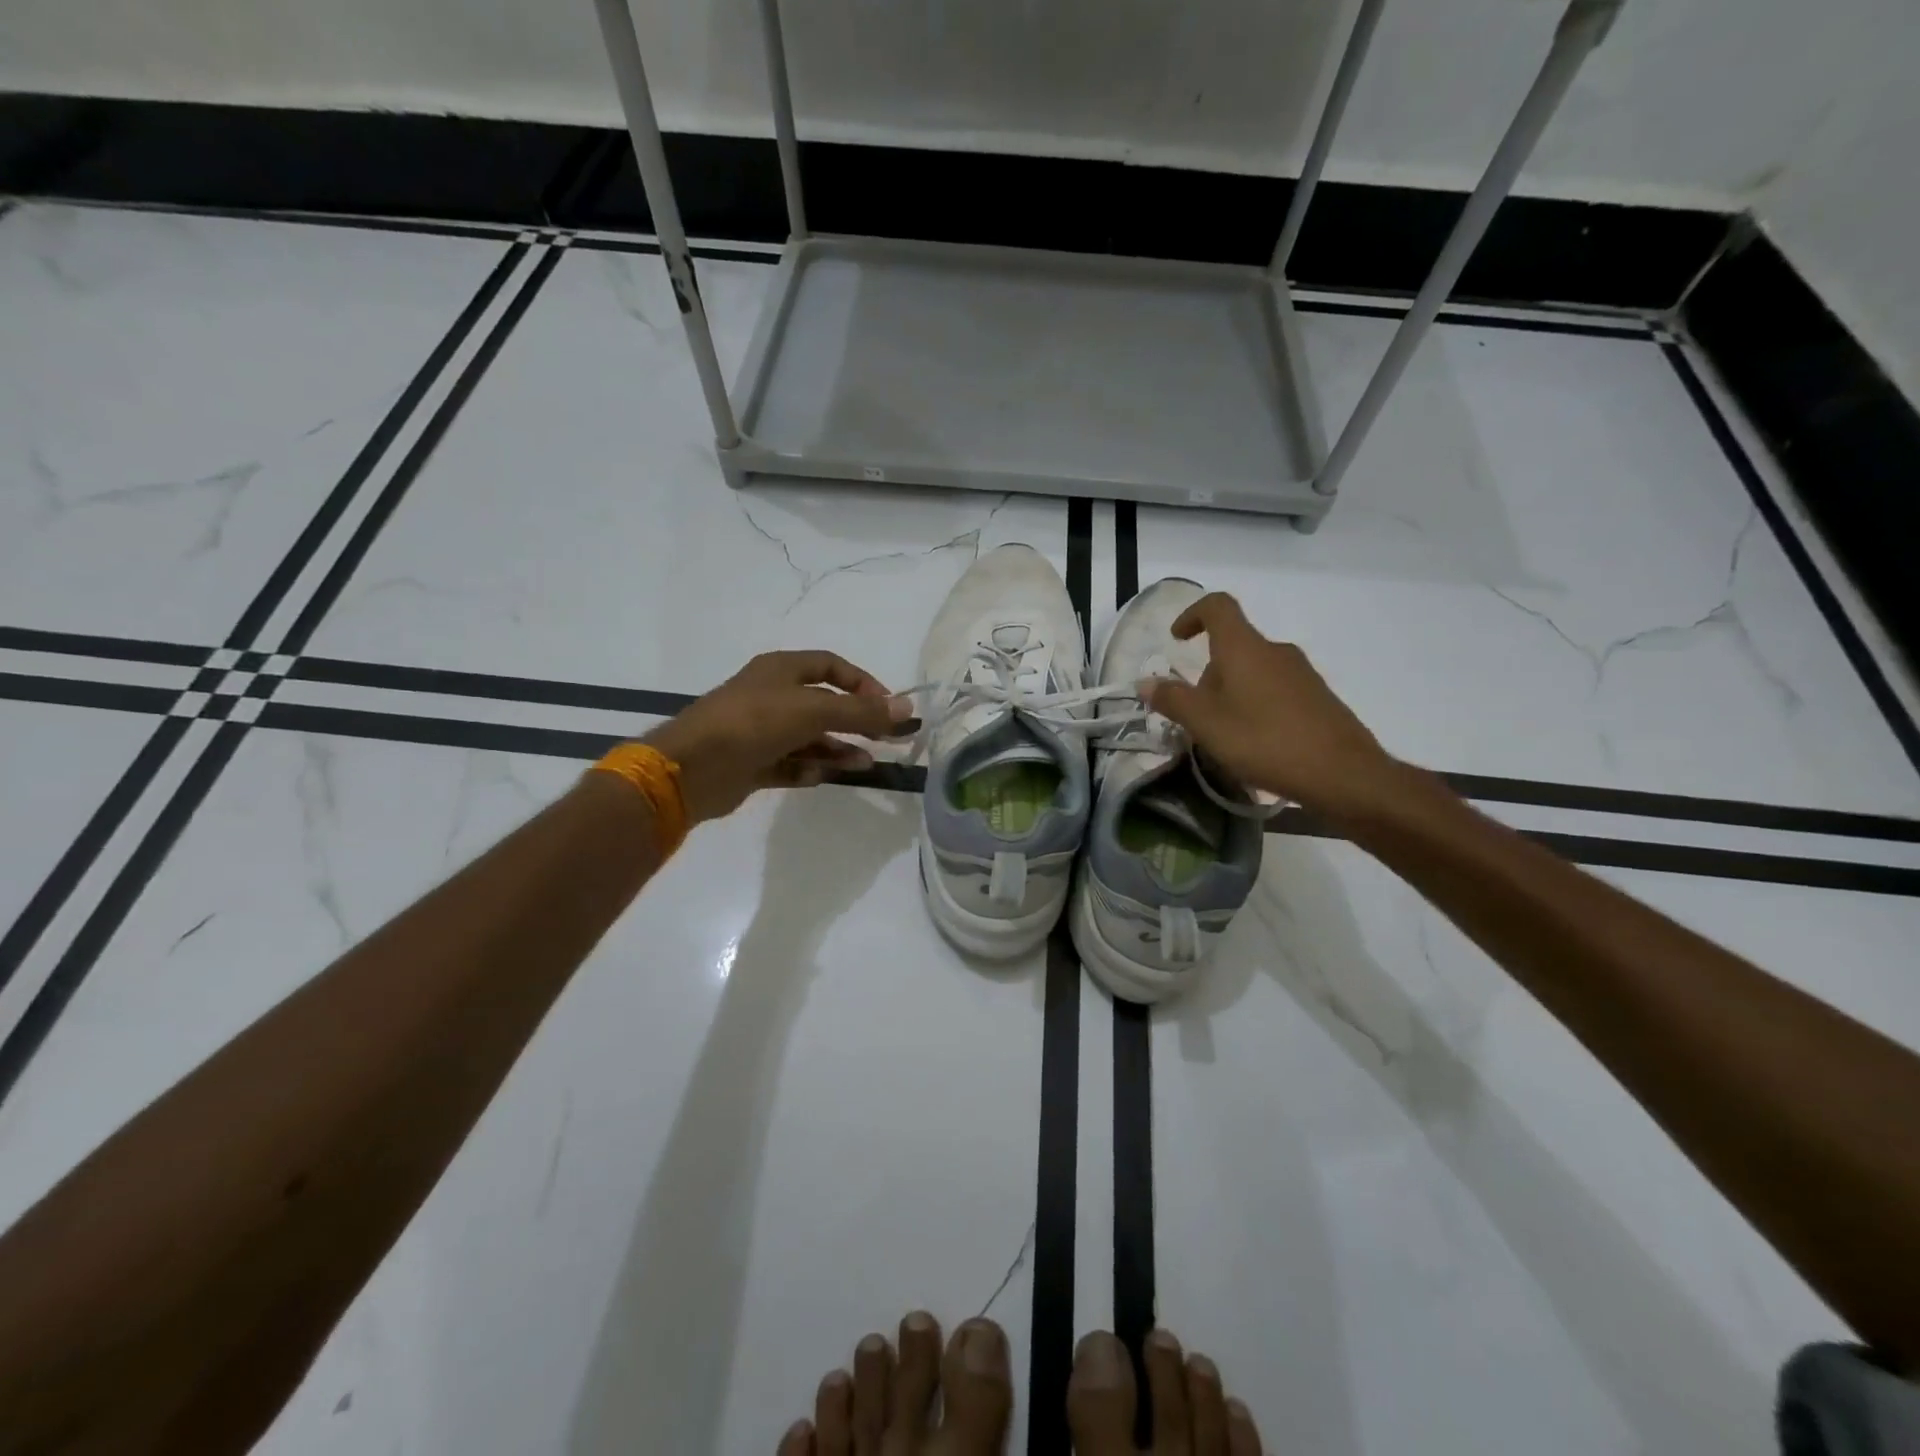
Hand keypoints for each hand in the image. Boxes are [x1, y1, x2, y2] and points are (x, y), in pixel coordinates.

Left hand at [643, 651, 913, 824]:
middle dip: (855, 722)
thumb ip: (861, 712)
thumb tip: (908, 709)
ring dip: (837, 750)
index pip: (832, 666)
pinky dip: (808, 769)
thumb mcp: (814, 710)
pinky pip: (790, 764)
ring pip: (810, 738)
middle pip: (824, 706)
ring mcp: (760, 731)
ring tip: (863, 765)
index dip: (863, 683)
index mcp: (781, 670)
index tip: (888, 707)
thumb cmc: (754, 723)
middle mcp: (771, 696)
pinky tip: (822, 777)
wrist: (692, 768)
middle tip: (886, 740)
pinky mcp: (753, 763)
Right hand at [1140, 592, 1399, 819]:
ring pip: (1253, 671)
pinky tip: (1254, 744)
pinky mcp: (1317, 698)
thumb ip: (1173, 700)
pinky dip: (1255, 706)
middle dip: (1207, 675)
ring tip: (1222, 736)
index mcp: (1244, 648)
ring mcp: (1301, 674)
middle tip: (1195, 716)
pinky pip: (1274, 690)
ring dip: (1230, 694)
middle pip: (1233, 647)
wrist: (1342, 774)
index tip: (1177, 639)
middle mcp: (1275, 651)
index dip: (1192, 615)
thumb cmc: (1264, 741)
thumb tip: (1145, 681)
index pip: (1218, 607)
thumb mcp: (1206, 724)